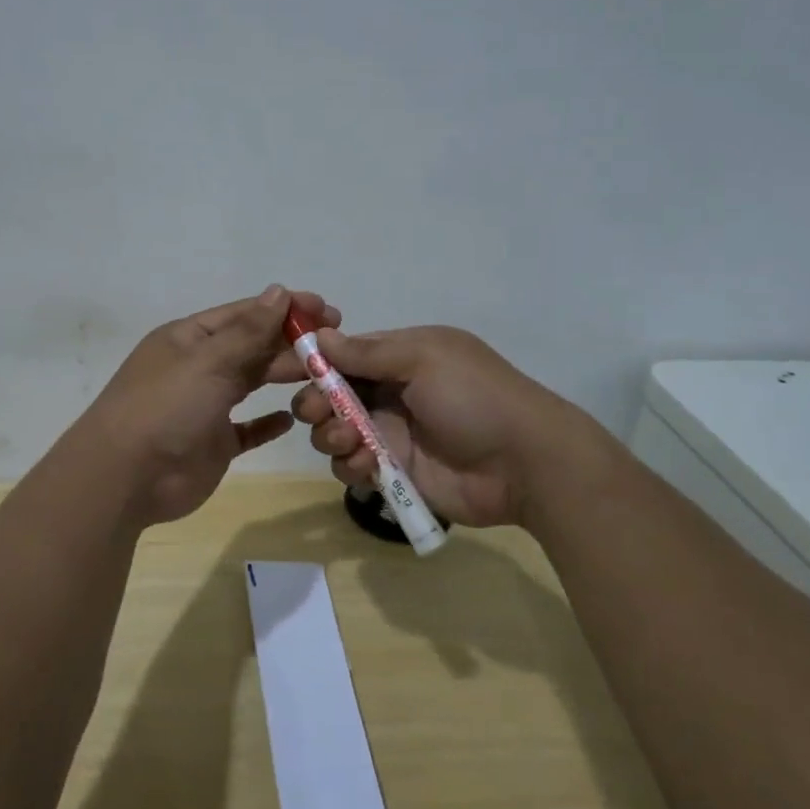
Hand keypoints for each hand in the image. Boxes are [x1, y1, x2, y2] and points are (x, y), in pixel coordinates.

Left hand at [77, 285, 339, 526]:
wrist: (125, 479)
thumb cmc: (166, 407)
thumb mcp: (208, 361)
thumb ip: (248, 330)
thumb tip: (279, 291)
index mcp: (191, 338)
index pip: (245, 314)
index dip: (285, 308)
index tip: (326, 308)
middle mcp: (199, 367)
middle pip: (252, 346)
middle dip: (291, 342)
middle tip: (336, 343)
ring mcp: (206, 406)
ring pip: (252, 382)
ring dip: (284, 375)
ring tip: (325, 374)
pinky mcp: (214, 443)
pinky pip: (248, 428)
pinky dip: (268, 423)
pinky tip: (292, 418)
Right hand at [292, 325, 600, 529]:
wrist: (524, 463)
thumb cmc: (474, 397)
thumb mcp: (424, 359)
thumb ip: (369, 352)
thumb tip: (320, 336)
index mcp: (399, 357)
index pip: (343, 355)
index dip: (314, 364)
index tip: (286, 372)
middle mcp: (390, 393)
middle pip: (331, 396)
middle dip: (316, 404)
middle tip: (319, 414)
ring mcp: (390, 434)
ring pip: (335, 433)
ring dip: (331, 435)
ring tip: (350, 442)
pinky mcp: (393, 472)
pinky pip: (353, 466)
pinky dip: (350, 464)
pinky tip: (367, 466)